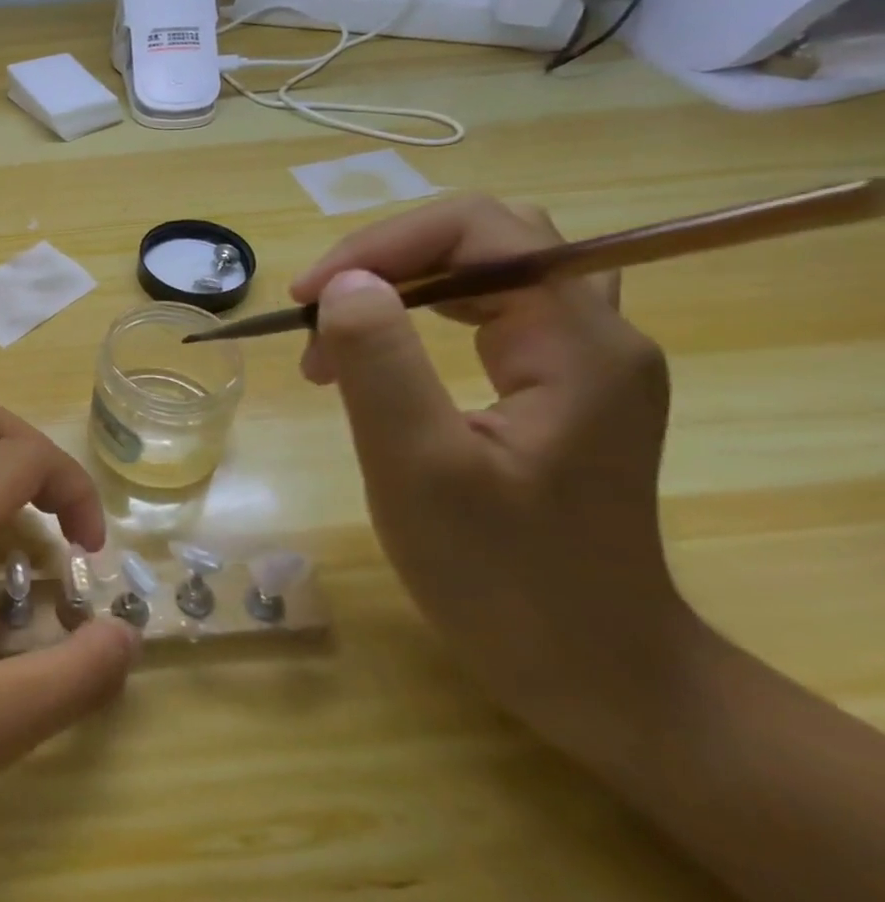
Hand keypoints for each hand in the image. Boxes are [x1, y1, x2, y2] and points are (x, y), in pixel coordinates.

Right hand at [292, 195, 695, 740]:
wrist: (593, 673)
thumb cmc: (502, 577)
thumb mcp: (418, 467)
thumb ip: (380, 362)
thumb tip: (342, 282)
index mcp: (576, 344)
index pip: (482, 229)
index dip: (383, 244)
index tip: (308, 297)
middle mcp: (594, 337)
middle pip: (487, 242)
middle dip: (387, 262)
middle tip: (319, 313)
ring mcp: (582, 366)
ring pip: (485, 277)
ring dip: (399, 290)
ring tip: (335, 344)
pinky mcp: (560, 395)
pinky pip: (487, 321)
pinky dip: (419, 323)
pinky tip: (378, 367)